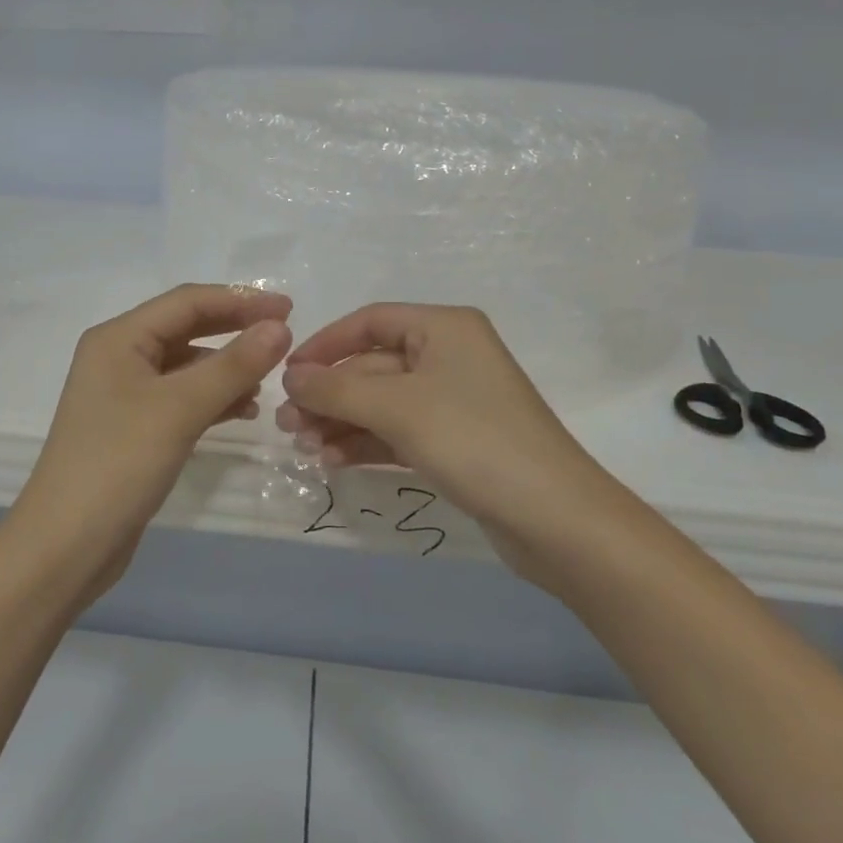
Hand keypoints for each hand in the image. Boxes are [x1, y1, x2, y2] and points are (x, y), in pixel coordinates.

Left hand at [11, 285, 293, 596]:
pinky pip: (181, 397)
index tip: (288, 309)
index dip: (240, 300)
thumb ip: (233, 365)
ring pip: (187, 365)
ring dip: (227, 367)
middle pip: (187, 328)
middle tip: (284, 335)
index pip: (187, 301)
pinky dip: (213, 398)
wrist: (65, 547)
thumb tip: (280, 327)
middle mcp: (119, 356)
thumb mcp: (180, 408)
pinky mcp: (134, 427)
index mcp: (119, 338)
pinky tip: (244, 410)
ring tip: (269, 379)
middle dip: (235, 329)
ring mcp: (124, 394)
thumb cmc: (118, 464)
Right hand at [276, 304, 612, 578]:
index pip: (370, 322)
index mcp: (444, 328)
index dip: (325, 344)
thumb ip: (337, 389)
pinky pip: (398, 432)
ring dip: (341, 422)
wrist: (556, 520)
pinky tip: (332, 461)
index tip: (287, 374)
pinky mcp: (455, 442)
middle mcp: (449, 355)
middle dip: (329, 394)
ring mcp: (453, 401)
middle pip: (372, 366)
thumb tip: (291, 377)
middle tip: (287, 424)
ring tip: (303, 447)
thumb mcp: (398, 408)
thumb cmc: (474, 441)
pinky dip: (365, 443)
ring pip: (381, 403)